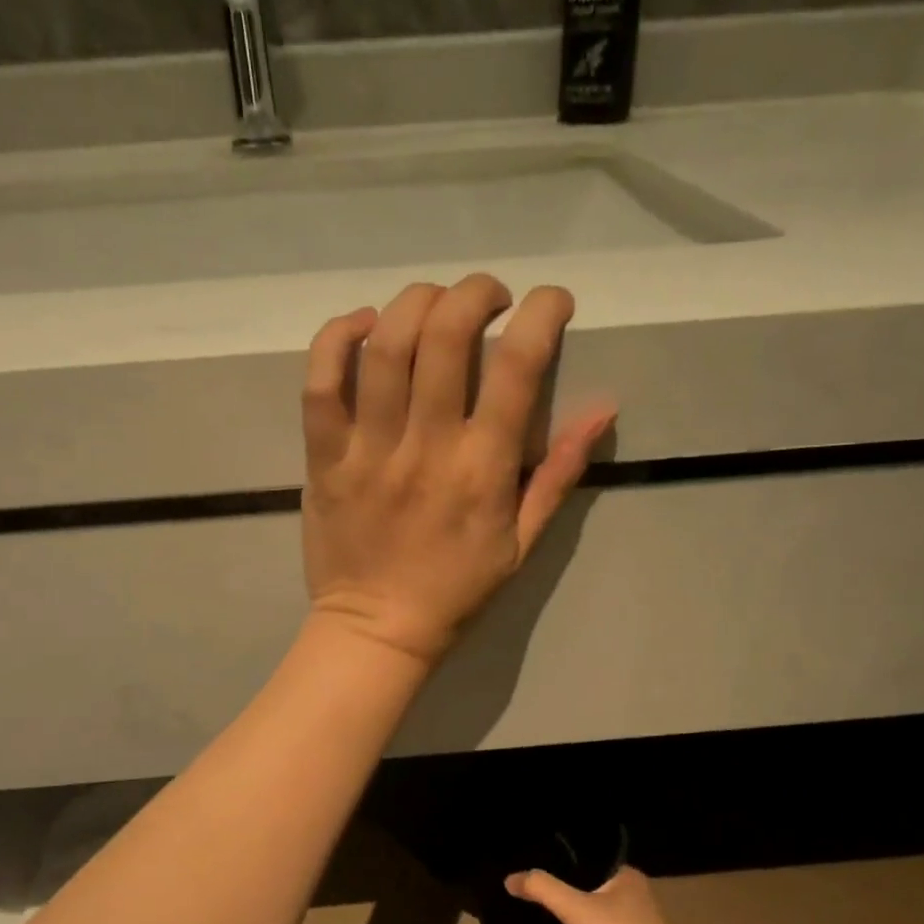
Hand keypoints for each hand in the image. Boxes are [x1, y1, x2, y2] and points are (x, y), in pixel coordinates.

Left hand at [301, 275, 614, 665]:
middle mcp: (426, 448)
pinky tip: (363, 325)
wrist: (377, 630)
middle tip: (488, 297)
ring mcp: (369, 451)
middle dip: (474, 293)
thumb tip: (604, 406)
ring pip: (384, 347)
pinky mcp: (324, 459)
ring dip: (413, 303)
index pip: (518, 368)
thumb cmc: (456, 591)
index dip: (541, 314)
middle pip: (445, 337)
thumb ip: (560, 473)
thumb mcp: (523, 543)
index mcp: (483, 470)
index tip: (550, 302)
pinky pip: (319, 384)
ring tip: (432, 304)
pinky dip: (336, 339)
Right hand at [504, 865, 706, 923]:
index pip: (590, 861)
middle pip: (595, 891)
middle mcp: (638, 897)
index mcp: (627, 876)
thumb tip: (510, 878)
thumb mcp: (576, 909)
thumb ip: (543, 890)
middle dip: (571, 897)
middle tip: (538, 900)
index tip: (539, 873)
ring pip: (602, 919)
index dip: (565, 865)